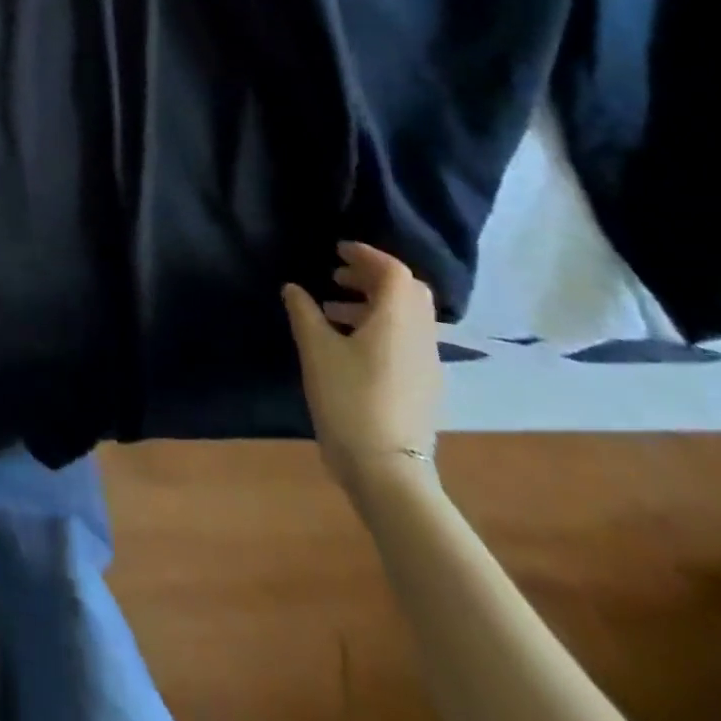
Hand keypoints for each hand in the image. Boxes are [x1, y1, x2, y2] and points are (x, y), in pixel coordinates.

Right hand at [283, 242, 443, 493]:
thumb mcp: (316, 350)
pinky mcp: (424, 385)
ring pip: (408, 316)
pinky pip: (407, 338)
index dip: (367, 255)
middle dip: (373, 276)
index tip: (338, 250)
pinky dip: (381, 326)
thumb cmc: (348, 400)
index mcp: (397, 321)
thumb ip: (304, 312)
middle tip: (337, 276)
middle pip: (407, 291)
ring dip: (374, 302)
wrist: (387, 470)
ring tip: (333, 309)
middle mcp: (420, 336)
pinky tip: (351, 344)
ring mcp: (427, 363)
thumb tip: (293, 288)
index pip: (394, 272)